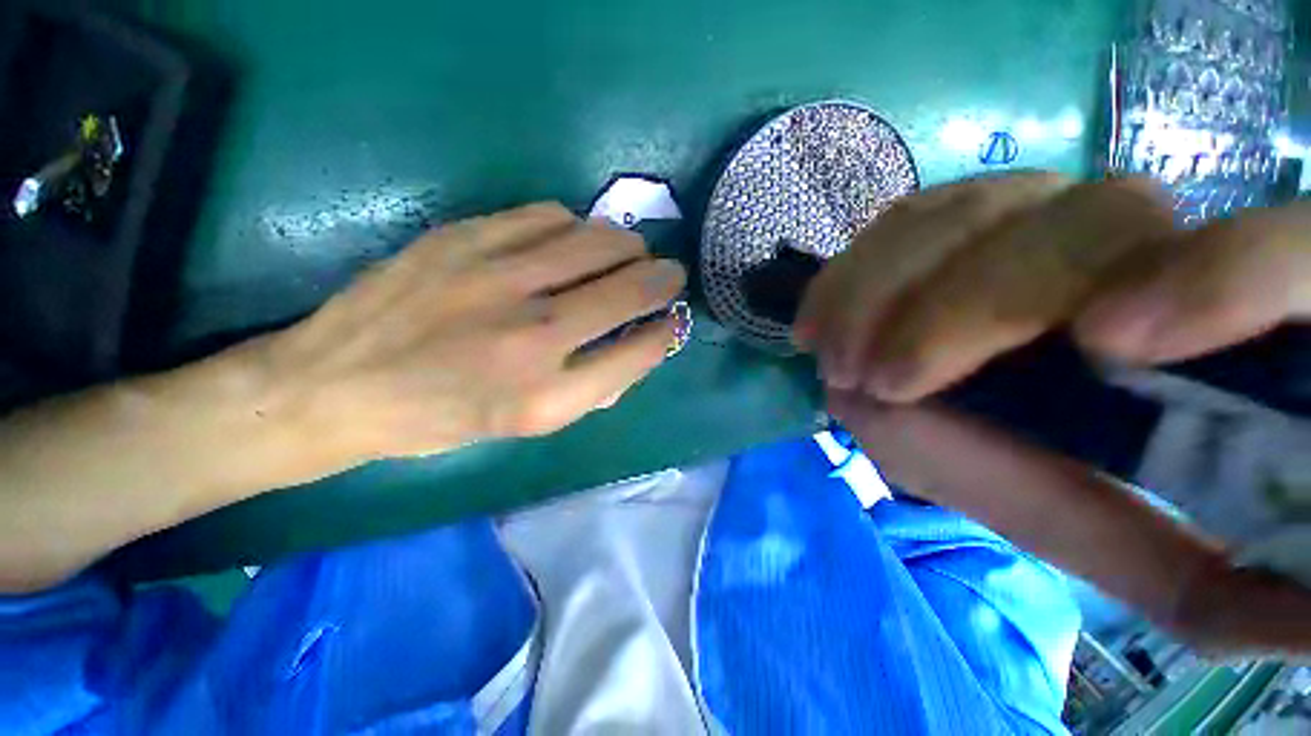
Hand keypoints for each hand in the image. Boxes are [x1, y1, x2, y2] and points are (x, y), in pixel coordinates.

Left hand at [266, 202, 684, 459]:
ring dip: (627, 246)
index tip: (672, 320)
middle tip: (670, 274)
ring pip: (597, 242)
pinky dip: (576, 226)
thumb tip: (634, 345)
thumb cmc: (440, 419)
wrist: (337, 384)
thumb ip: (588, 388)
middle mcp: (532, 337)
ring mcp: (497, 279)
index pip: (639, 352)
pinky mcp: (464, 240)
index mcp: (547, 397)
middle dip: (664, 279)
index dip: (666, 332)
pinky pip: (548, 216)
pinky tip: (573, 239)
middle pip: (628, 290)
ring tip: (630, 253)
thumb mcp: (523, 427)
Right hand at [807, 173, 1310, 655]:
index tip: (1113, 348)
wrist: (940, 385)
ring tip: (836, 360)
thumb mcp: (1102, 533)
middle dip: (969, 310)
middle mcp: (1125, 235)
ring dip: (884, 292)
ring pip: (967, 212)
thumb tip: (1283, 623)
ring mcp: (1024, 208)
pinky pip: (899, 221)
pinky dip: (849, 274)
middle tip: (882, 383)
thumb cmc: (1029, 464)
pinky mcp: (944, 215)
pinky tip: (817, 323)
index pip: (1279, 259)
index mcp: (1200, 316)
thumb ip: (1171, 570)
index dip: (1225, 283)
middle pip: (1086, 223)